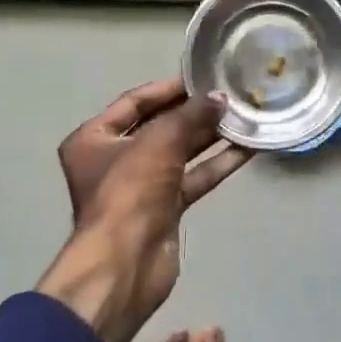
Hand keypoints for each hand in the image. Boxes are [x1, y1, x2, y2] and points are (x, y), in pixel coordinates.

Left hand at [38, 79, 251, 341]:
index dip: (169, 88)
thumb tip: (220, 98)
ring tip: (244, 116)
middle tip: (230, 96)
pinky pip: (193, 177)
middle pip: (160, 126)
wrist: (126, 263)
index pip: (134, 102)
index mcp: (93, 138)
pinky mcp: (164, 208)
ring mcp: (140, 185)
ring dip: (210, 136)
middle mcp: (113, 159)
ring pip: (180, 152)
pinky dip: (217, 163)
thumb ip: (192, 115)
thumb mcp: (160, 141)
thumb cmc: (130, 190)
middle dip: (194, 112)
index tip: (202, 78)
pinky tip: (247, 148)